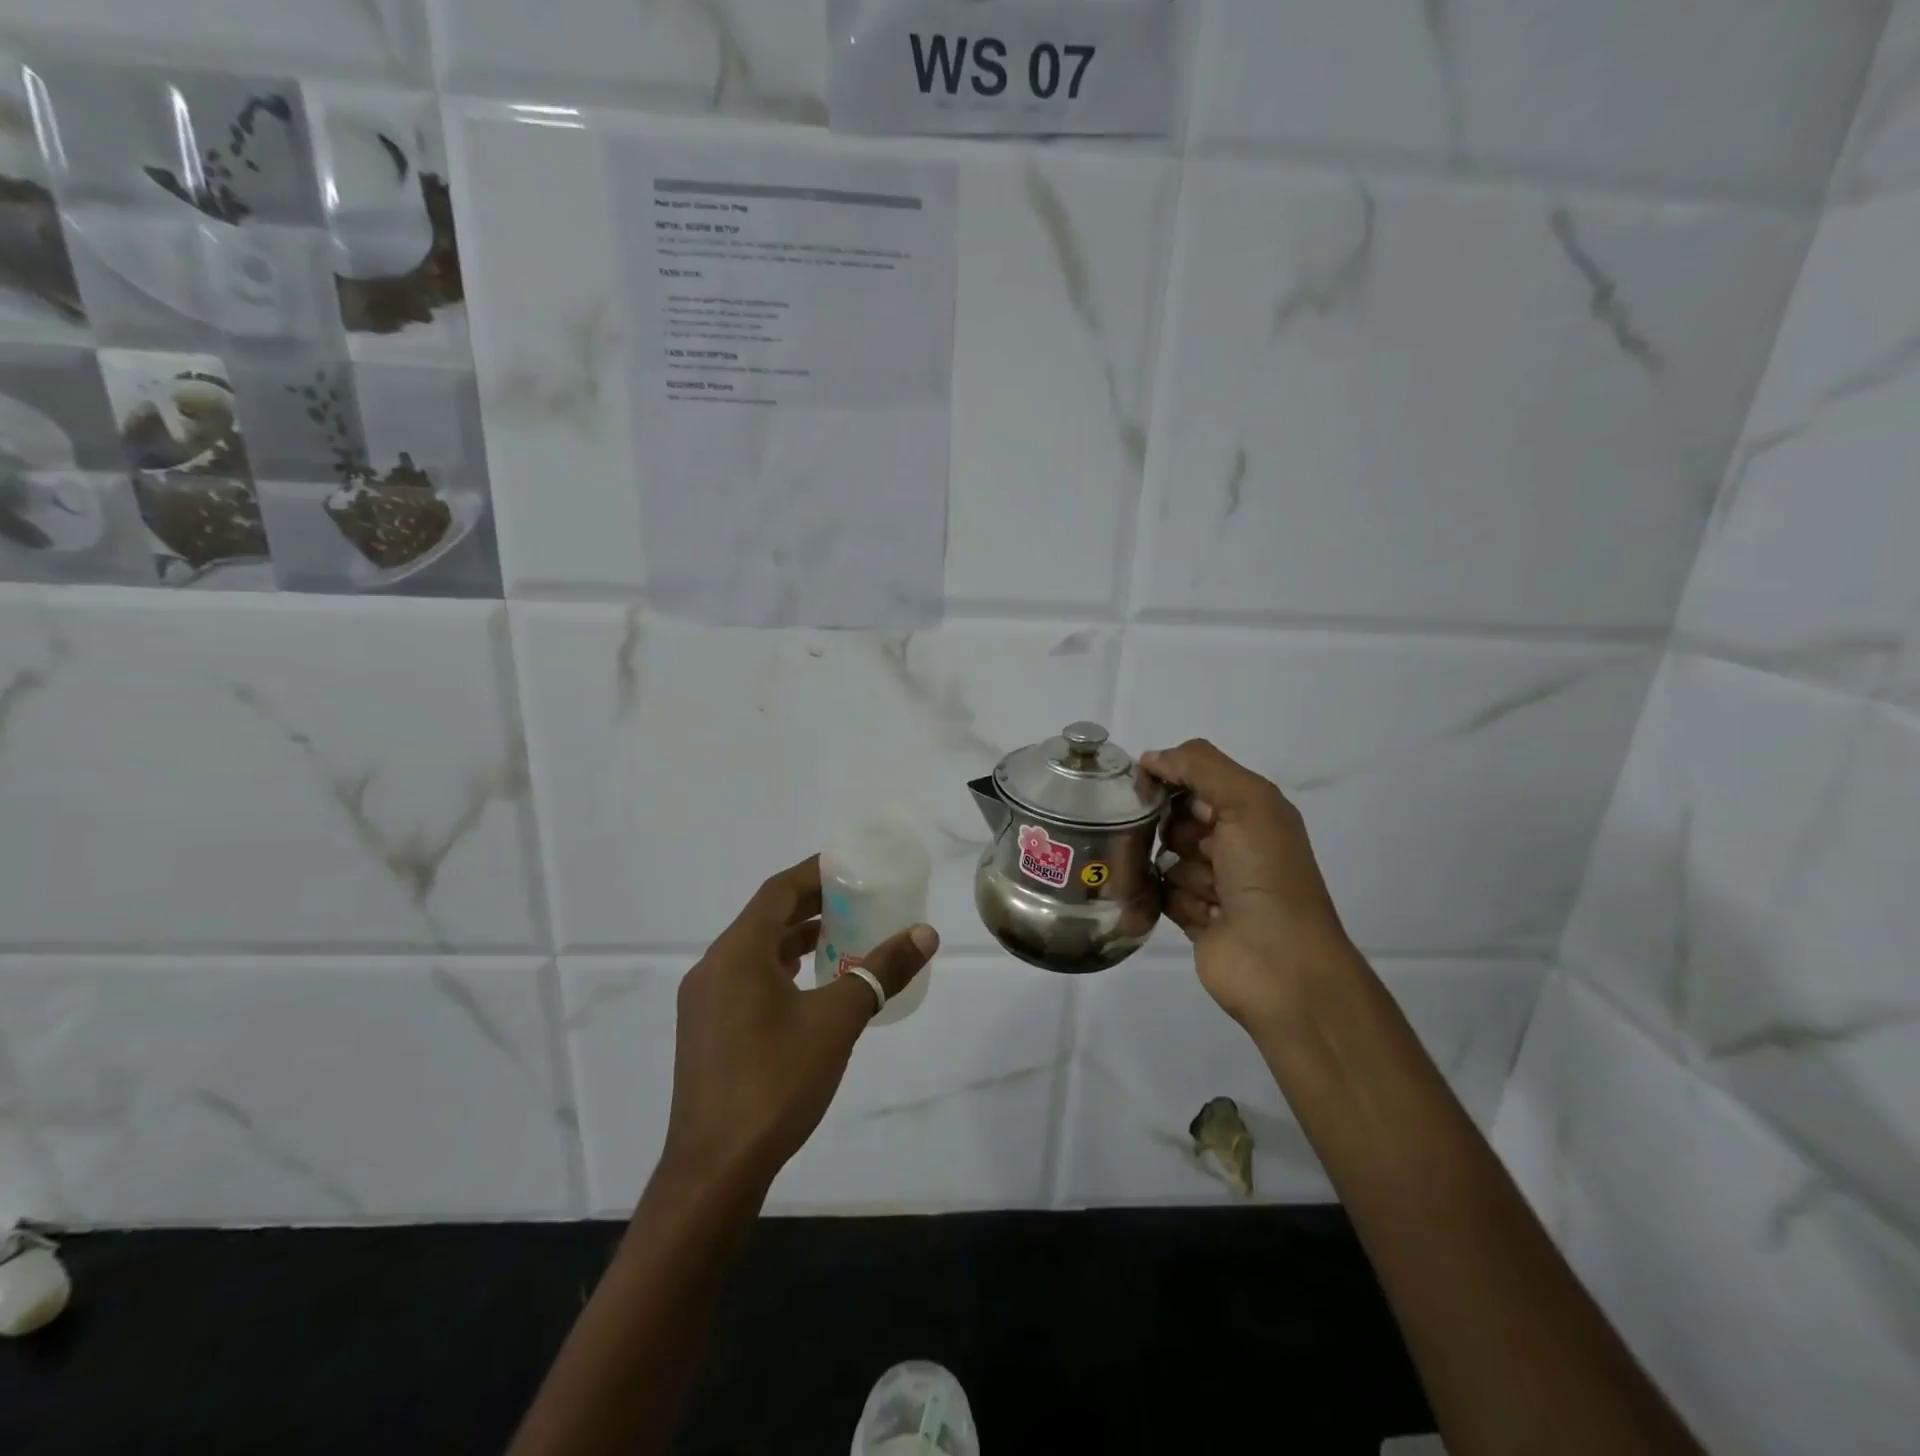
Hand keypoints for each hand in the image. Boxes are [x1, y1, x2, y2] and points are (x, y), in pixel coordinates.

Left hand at [659, 855, 938, 1195]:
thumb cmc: (775, 1082)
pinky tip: (811, 987)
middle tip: (857, 899)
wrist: (714, 1170)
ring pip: (755, 952)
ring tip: (842, 936)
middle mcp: (713, 968)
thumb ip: (882, 971)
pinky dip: (781, 970)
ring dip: (796, 939)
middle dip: (811, 905)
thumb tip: (925, 933)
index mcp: (737, 953)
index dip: (815, 873)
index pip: (778, 891)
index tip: (851, 866)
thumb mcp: (837, 1020)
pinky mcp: (706, 1032)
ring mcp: (704, 1003)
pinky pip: (747, 980)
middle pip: (766, 918)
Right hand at [1139, 739, 1356, 1029]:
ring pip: (1167, 857)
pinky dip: (1176, 901)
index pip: (1196, 777)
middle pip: (1176, 817)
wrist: (1280, 964)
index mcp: (1253, 810)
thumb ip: (1199, 767)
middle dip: (1175, 829)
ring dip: (1181, 871)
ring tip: (1207, 891)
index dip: (1170, 779)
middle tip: (1193, 846)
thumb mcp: (1246, 802)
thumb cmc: (1267, 875)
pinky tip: (1202, 914)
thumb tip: (1150, 758)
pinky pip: (1164, 894)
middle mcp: (1235, 842)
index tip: (1144, 787)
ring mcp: (1215, 882)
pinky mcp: (1195, 916)